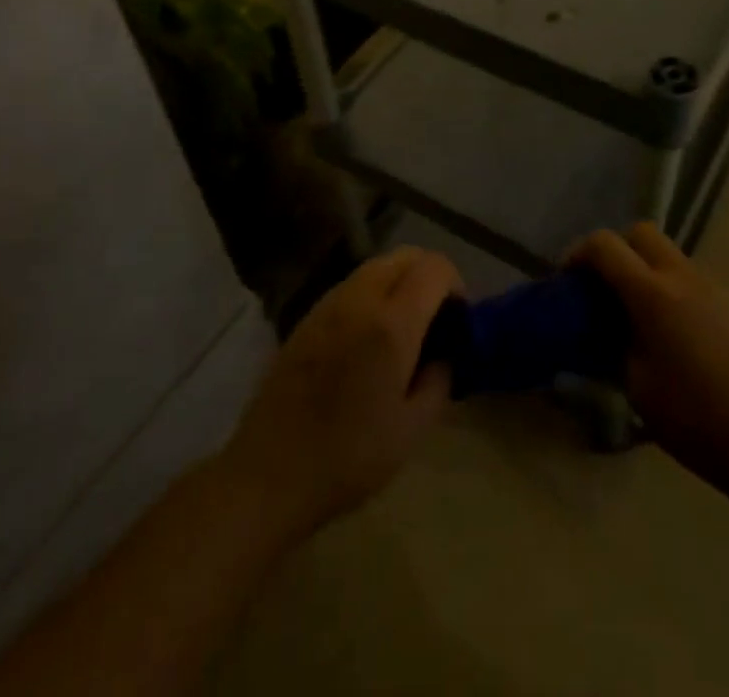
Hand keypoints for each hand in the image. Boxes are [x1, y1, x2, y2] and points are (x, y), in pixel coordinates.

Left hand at [221, 247, 461, 542]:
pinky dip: (372, 294)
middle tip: (435, 319)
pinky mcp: (307, 316)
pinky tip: (368, 338)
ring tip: (403, 328)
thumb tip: (443, 353)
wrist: (270, 472)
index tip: (458, 319)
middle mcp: (360, 299)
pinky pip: (351, 285)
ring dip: (399, 282)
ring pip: (376, 266)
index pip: (434, 267)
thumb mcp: (412, 429)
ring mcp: (328, 303)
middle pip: (404, 256)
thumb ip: (439, 379)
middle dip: (428, 276)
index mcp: (392, 323)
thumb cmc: (349, 457)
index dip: (455, 284)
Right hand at [571, 223, 728, 494]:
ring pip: (671, 255)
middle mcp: (683, 277)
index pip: (606, 245)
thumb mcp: (637, 386)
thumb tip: (607, 331)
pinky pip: (694, 281)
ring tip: (640, 316)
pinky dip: (674, 291)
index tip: (568, 278)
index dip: (580, 252)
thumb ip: (616, 345)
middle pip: (642, 233)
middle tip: (605, 285)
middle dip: (617, 249)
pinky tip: (676, 336)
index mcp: (652, 294)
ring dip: (647, 270)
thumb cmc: (694, 418)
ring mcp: (714, 288)